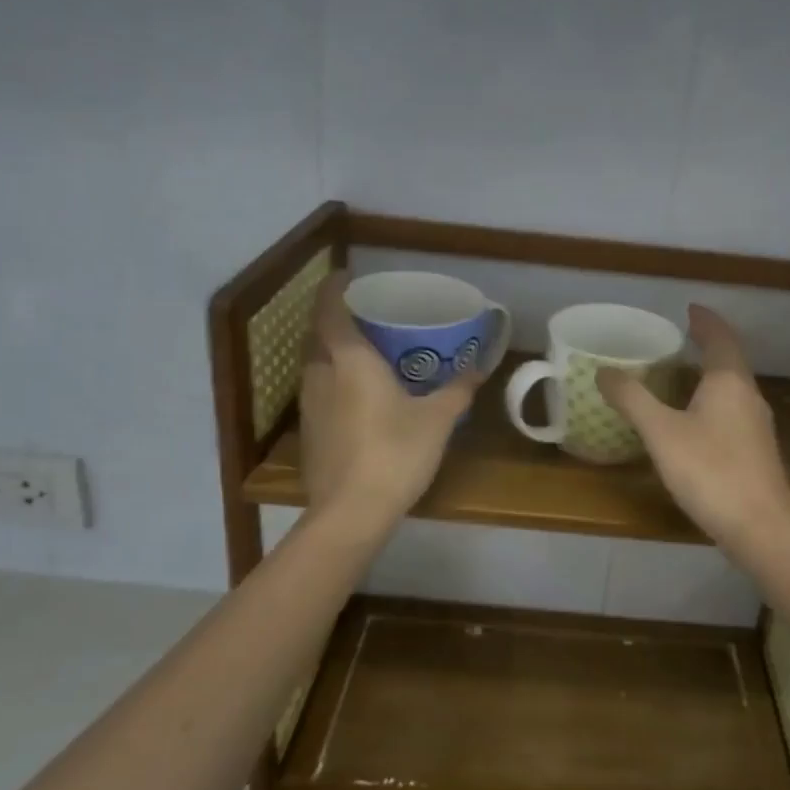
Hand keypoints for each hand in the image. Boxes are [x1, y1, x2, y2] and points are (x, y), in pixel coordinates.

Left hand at [298, 274, 483, 527]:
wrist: (351, 513)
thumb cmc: (395, 453)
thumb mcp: (437, 419)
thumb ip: (457, 389)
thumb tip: (479, 367)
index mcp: (350, 361)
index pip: (330, 310)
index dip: (334, 288)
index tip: (347, 276)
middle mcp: (321, 375)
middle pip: (319, 336)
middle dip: (336, 321)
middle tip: (366, 317)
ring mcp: (309, 406)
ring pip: (316, 366)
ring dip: (334, 353)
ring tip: (365, 354)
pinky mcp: (310, 433)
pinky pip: (319, 393)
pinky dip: (335, 383)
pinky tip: (358, 398)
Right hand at [597, 305, 789, 550]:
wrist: (761, 529)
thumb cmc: (710, 471)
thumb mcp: (661, 433)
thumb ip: (632, 399)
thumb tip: (604, 371)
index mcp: (729, 382)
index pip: (720, 337)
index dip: (705, 320)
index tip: (689, 308)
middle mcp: (749, 396)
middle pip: (730, 360)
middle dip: (708, 344)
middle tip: (681, 337)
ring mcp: (757, 425)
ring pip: (733, 387)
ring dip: (711, 373)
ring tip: (684, 373)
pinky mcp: (757, 451)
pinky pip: (733, 410)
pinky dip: (714, 400)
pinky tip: (697, 419)